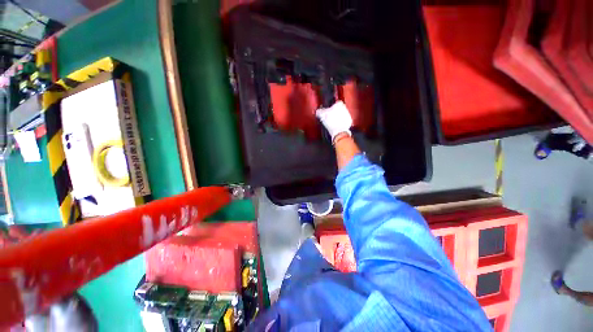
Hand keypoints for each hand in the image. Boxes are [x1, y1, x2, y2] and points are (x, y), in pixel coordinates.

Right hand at [315, 101, 352, 142]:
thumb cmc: (331, 121)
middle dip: (335, 110)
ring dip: (339, 116)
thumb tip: (318, 110)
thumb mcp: (322, 115)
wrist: (339, 131)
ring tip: (333, 120)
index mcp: (339, 104)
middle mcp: (345, 108)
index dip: (332, 105)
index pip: (336, 102)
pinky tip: (336, 124)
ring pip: (342, 113)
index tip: (329, 108)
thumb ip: (319, 111)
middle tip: (330, 115)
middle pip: (340, 107)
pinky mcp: (349, 121)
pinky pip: (345, 120)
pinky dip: (341, 121)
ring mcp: (348, 115)